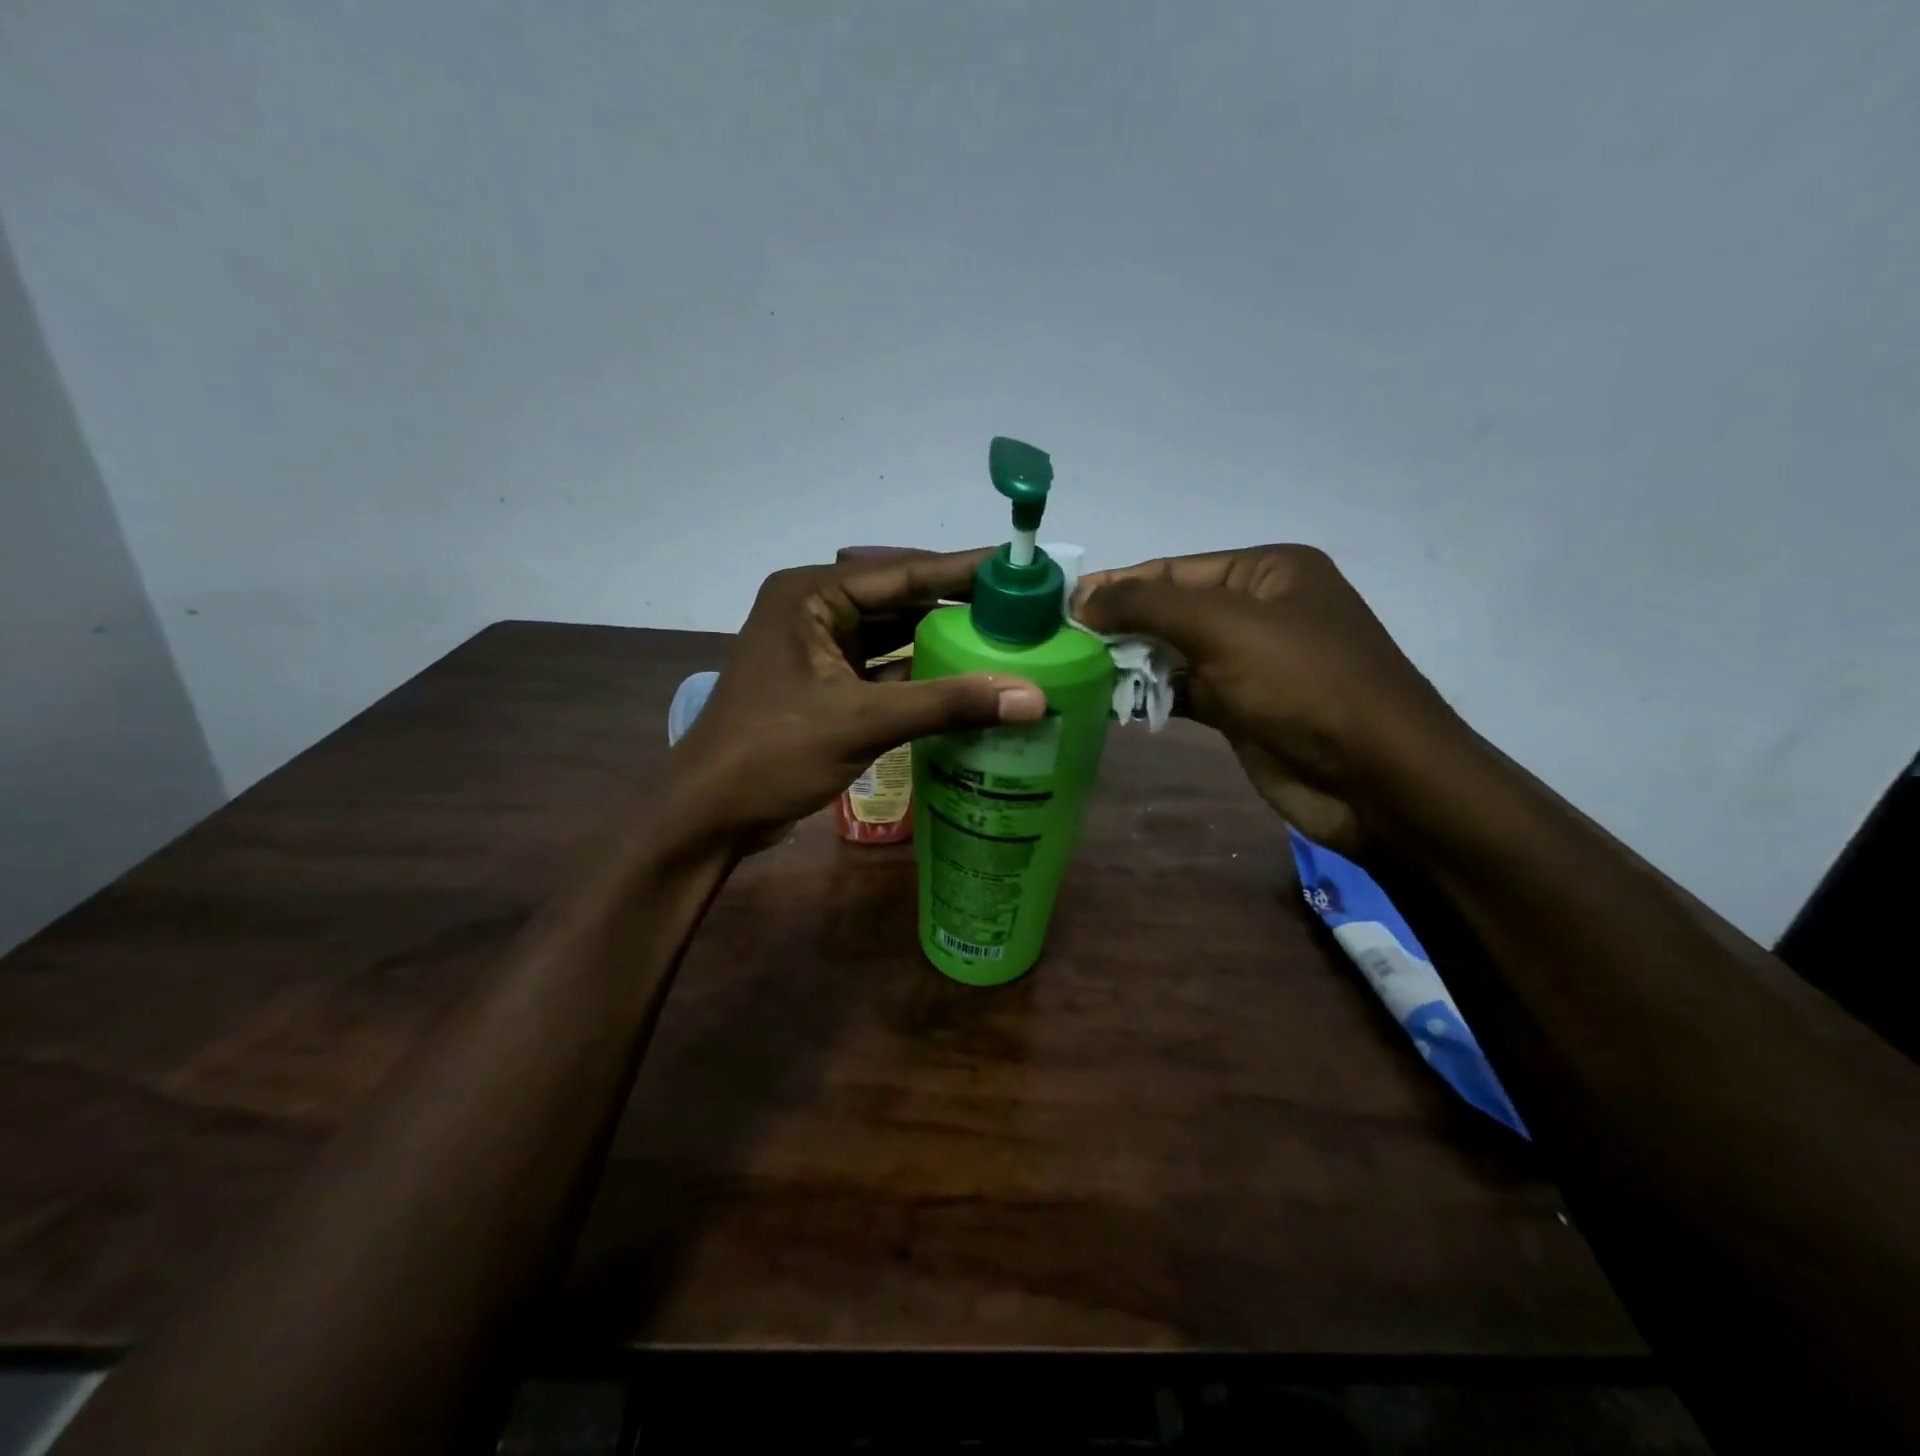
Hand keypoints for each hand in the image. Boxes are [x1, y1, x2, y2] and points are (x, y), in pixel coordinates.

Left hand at [667, 550, 1045, 847]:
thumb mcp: (862, 721)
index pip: (903, 573)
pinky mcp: (825, 684)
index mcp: (812, 595)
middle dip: (958, 607)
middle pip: (900, 600)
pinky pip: (883, 668)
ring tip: (1006, 641)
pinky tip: (966, 682)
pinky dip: (921, 675)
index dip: (965, 570)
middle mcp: (815, 610)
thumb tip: (1033, 697)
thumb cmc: (773, 753)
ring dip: (941, 642)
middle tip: (1023, 609)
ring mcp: (818, 648)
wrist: (710, 813)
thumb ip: (947, 704)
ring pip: (893, 635)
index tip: (1021, 566)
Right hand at [1073, 546, 1462, 850]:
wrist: (1374, 778)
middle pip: (1169, 612)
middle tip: (1057, 644)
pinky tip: (1106, 703)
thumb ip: (1149, 606)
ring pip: (1172, 656)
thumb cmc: (1305, 683)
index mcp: (1266, 572)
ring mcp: (1248, 664)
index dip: (1116, 586)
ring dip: (1128, 665)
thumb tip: (1082, 598)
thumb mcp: (1225, 627)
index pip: (1173, 570)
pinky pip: (1181, 693)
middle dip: (1117, 628)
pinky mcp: (1240, 710)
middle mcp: (1256, 611)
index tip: (1059, 605)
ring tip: (1070, 674)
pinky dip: (1148, 697)